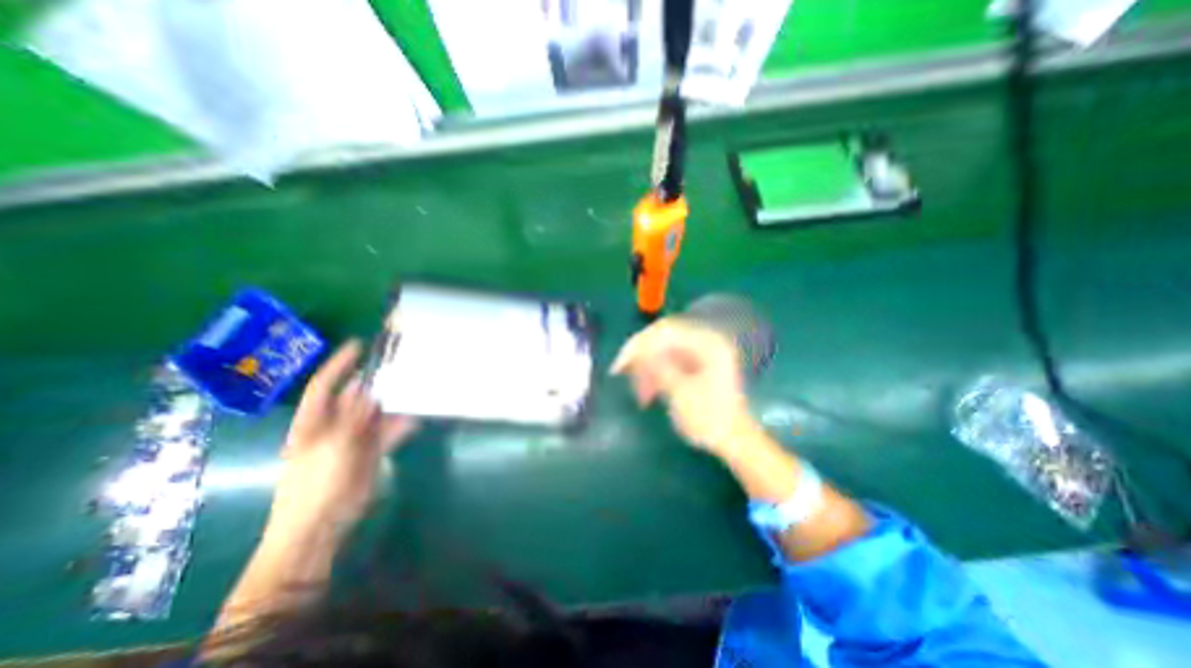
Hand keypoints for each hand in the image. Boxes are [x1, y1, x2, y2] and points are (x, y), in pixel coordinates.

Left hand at [269, 343, 416, 539]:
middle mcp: (334, 425)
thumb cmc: (316, 485)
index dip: (340, 364)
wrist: (321, 526)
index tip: (359, 344)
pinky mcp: (371, 451)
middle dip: (377, 381)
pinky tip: (417, 417)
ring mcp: (354, 438)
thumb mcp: (333, 445)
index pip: (325, 385)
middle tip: (401, 363)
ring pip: (377, 412)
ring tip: (416, 385)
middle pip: (357, 396)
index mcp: (313, 421)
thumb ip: (354, 416)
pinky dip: (402, 423)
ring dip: (394, 402)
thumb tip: (370, 390)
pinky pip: (390, 430)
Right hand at [615, 316, 751, 454]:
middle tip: (622, 375)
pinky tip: (647, 393)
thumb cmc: (710, 419)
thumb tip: (635, 351)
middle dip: (640, 356)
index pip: (664, 330)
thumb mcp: (681, 394)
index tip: (620, 365)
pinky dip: (655, 374)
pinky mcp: (695, 364)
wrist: (735, 442)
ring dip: (646, 368)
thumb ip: (658, 367)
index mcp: (707, 343)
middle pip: (662, 338)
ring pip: (662, 350)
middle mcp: (704, 341)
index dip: (638, 344)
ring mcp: (700, 352)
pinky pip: (668, 361)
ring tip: (640, 394)